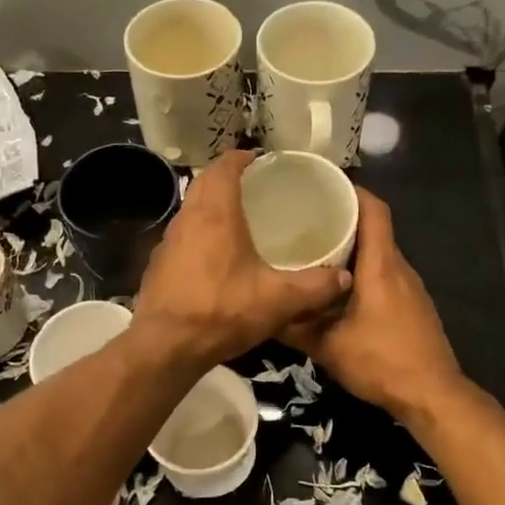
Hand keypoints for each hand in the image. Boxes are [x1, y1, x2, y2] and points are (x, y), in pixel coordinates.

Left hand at [133, 151, 351, 367]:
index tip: (259, 160)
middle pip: (204, 183)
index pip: (223, 167)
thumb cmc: (222, 310)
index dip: (241, 158)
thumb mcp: (278, 300)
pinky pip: (182, 237)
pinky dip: (199, 234)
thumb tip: (345, 277)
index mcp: (215, 213)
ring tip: (238, 219)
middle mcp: (187, 219)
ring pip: (191, 210)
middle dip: (226, 178)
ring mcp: (168, 242)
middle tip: (254, 186)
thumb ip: (315, 286)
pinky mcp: (158, 266)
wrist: (166, 346)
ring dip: (211, 206)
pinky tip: (216, 257)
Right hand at [282, 189, 461, 419]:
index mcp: (381, 267)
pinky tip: (340, 288)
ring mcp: (411, 287)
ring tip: (316, 250)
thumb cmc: (380, 362)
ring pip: (380, 254)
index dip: (354, 192)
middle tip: (306, 221)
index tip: (324, 187)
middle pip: (376, 229)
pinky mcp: (413, 305)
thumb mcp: (327, 347)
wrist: (431, 395)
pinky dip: (364, 271)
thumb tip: (261, 312)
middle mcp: (400, 268)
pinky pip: (386, 274)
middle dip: (344, 220)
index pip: (375, 211)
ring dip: (353, 248)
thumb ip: (293, 327)